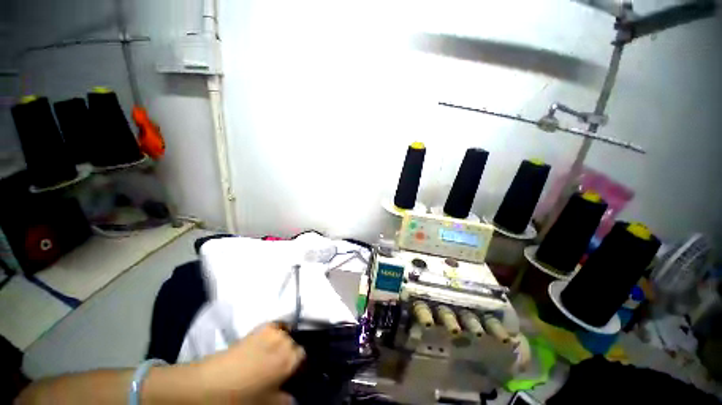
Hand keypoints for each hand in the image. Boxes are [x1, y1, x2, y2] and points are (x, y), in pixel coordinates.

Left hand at [198, 323, 304, 403]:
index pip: (304, 357)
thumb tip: (294, 398)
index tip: (291, 376)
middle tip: (278, 369)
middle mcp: (284, 341)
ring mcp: (271, 332)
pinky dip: (275, 333)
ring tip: (270, 357)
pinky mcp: (259, 328)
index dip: (299, 367)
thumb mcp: (266, 404)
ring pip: (286, 335)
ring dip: (282, 345)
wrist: (208, 383)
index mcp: (289, 359)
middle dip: (289, 356)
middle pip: (294, 345)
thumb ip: (285, 400)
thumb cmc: (240, 398)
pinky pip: (275, 327)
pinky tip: (266, 344)